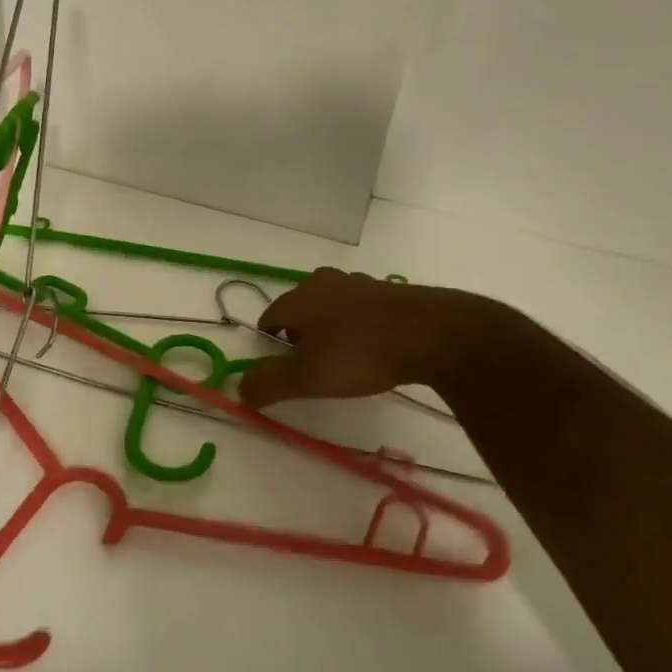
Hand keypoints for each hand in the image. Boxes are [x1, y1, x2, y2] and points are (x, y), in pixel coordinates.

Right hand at [238, 268, 445, 408]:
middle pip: (300, 307)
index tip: (281, 366)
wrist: (432, 333)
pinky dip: (360, 325)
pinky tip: (374, 347)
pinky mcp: (390, 291)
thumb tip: (239, 390)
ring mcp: (359, 283)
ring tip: (343, 357)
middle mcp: (325, 282)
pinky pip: (362, 309)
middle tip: (311, 363)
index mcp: (299, 298)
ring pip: (332, 305)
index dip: (270, 341)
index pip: (270, 316)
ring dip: (331, 327)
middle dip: (300, 332)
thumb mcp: (308, 377)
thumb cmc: (359, 353)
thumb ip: (269, 383)